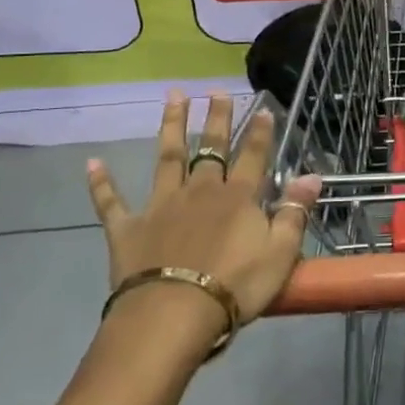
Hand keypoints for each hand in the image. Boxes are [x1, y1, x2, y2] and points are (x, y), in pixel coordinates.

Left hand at [86, 93, 321, 334]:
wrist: (173, 314)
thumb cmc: (235, 286)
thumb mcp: (280, 253)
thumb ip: (295, 212)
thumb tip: (312, 176)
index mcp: (238, 198)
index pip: (253, 156)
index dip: (260, 132)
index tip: (263, 108)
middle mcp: (200, 191)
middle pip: (210, 147)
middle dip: (216, 117)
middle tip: (215, 90)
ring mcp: (161, 206)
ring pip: (168, 158)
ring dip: (171, 126)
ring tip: (173, 97)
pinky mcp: (128, 228)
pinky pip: (111, 202)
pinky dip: (101, 183)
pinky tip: (92, 162)